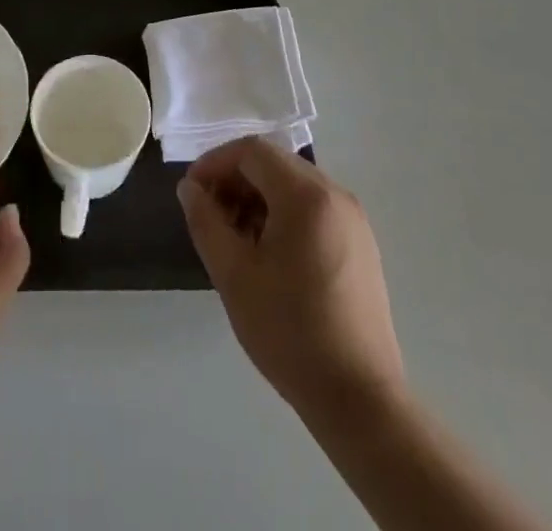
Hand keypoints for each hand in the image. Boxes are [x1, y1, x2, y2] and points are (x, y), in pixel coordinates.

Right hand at [178, 136, 402, 421]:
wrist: (359, 399)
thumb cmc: (290, 331)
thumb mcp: (233, 275)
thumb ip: (205, 221)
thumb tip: (190, 188)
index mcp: (306, 195)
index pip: (252, 151)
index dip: (215, 162)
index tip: (192, 192)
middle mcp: (335, 194)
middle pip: (274, 164)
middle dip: (235, 180)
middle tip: (210, 216)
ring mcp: (353, 219)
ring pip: (293, 186)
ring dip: (257, 199)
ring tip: (235, 239)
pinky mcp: (361, 244)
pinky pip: (313, 209)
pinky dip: (283, 215)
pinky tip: (268, 255)